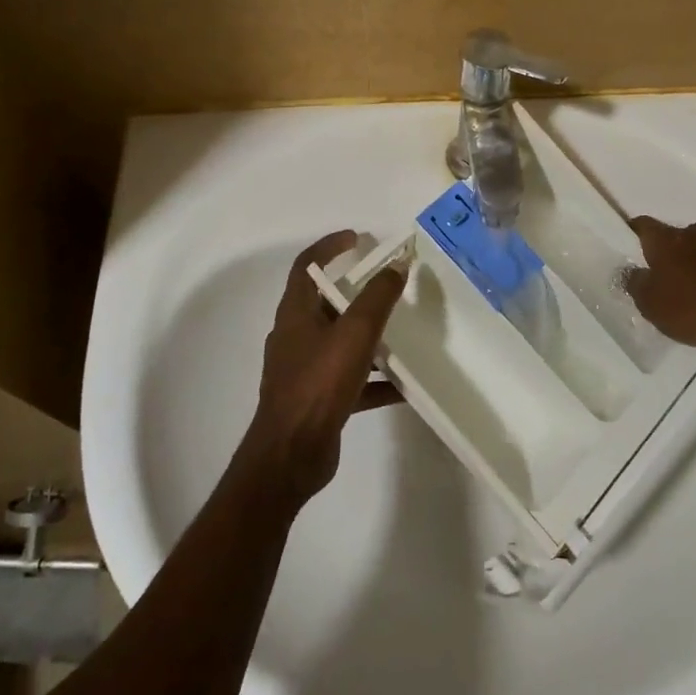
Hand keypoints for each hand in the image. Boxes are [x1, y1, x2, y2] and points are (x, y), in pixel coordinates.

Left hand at [240, 231, 407, 510]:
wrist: (290, 456)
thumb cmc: (318, 385)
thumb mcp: (354, 335)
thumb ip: (377, 298)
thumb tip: (397, 265)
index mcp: (296, 314)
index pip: (306, 266)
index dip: (329, 247)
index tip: (358, 238)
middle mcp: (296, 337)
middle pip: (327, 303)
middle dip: (358, 292)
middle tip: (390, 285)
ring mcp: (305, 370)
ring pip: (341, 342)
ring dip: (370, 335)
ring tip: (404, 332)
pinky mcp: (318, 399)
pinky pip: (352, 379)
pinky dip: (376, 378)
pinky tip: (405, 386)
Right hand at [623, 216, 695, 363]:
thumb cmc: (695, 308)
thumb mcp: (652, 305)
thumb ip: (636, 285)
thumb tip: (631, 272)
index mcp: (666, 240)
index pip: (642, 225)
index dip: (631, 234)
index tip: (626, 249)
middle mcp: (694, 234)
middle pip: (673, 238)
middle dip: (665, 254)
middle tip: (659, 279)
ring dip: (693, 266)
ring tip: (690, 294)